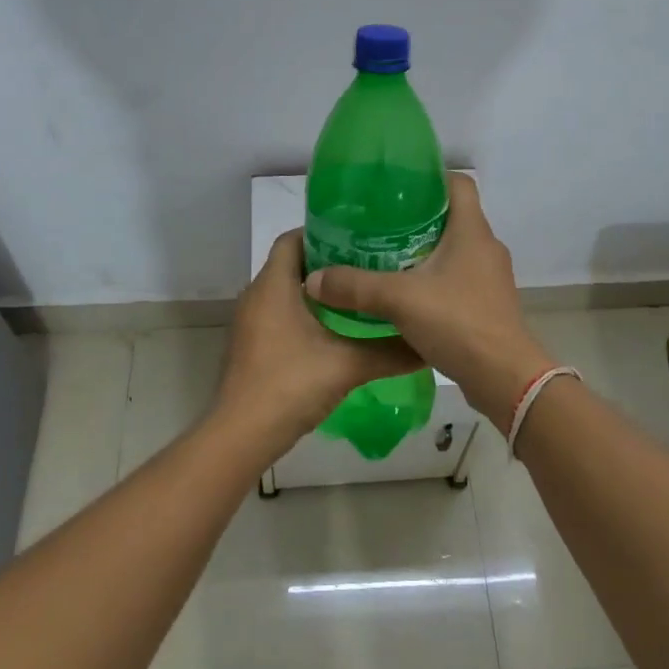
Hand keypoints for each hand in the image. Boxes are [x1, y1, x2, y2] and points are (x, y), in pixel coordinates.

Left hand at [215, 229, 422, 460]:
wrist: (241, 436)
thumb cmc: (289, 385)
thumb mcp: (346, 365)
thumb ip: (389, 352)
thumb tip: (427, 343)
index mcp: (273, 285)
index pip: (293, 238)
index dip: (323, 232)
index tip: (359, 237)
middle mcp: (257, 295)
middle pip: (292, 263)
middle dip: (329, 261)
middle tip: (368, 264)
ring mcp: (251, 322)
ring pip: (286, 290)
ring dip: (319, 290)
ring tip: (358, 293)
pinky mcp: (252, 345)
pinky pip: (280, 313)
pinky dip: (306, 312)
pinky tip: (336, 329)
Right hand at [303, 174, 552, 432]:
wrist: (504, 378)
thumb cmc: (457, 322)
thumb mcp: (399, 299)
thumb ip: (355, 286)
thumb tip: (313, 279)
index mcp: (472, 230)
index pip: (459, 183)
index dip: (430, 177)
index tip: (397, 186)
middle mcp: (486, 247)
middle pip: (452, 216)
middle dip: (416, 216)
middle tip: (379, 223)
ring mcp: (490, 277)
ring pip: (454, 249)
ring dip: (424, 249)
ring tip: (386, 256)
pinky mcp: (488, 303)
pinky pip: (458, 277)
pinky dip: (434, 278)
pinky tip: (406, 293)